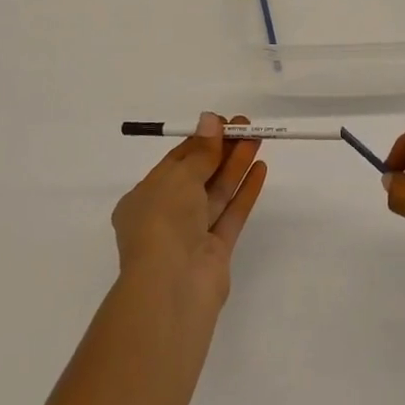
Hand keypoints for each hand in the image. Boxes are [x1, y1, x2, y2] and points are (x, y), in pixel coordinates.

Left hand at [112, 113, 267, 305]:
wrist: (173, 285)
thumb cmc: (164, 222)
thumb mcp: (179, 177)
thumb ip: (200, 151)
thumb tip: (210, 119)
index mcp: (144, 198)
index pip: (175, 162)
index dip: (200, 140)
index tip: (223, 123)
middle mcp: (166, 215)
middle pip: (199, 175)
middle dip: (222, 150)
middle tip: (246, 126)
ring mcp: (192, 235)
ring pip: (217, 193)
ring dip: (236, 165)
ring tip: (257, 139)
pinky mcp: (216, 251)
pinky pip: (231, 214)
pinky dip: (245, 191)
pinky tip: (260, 168)